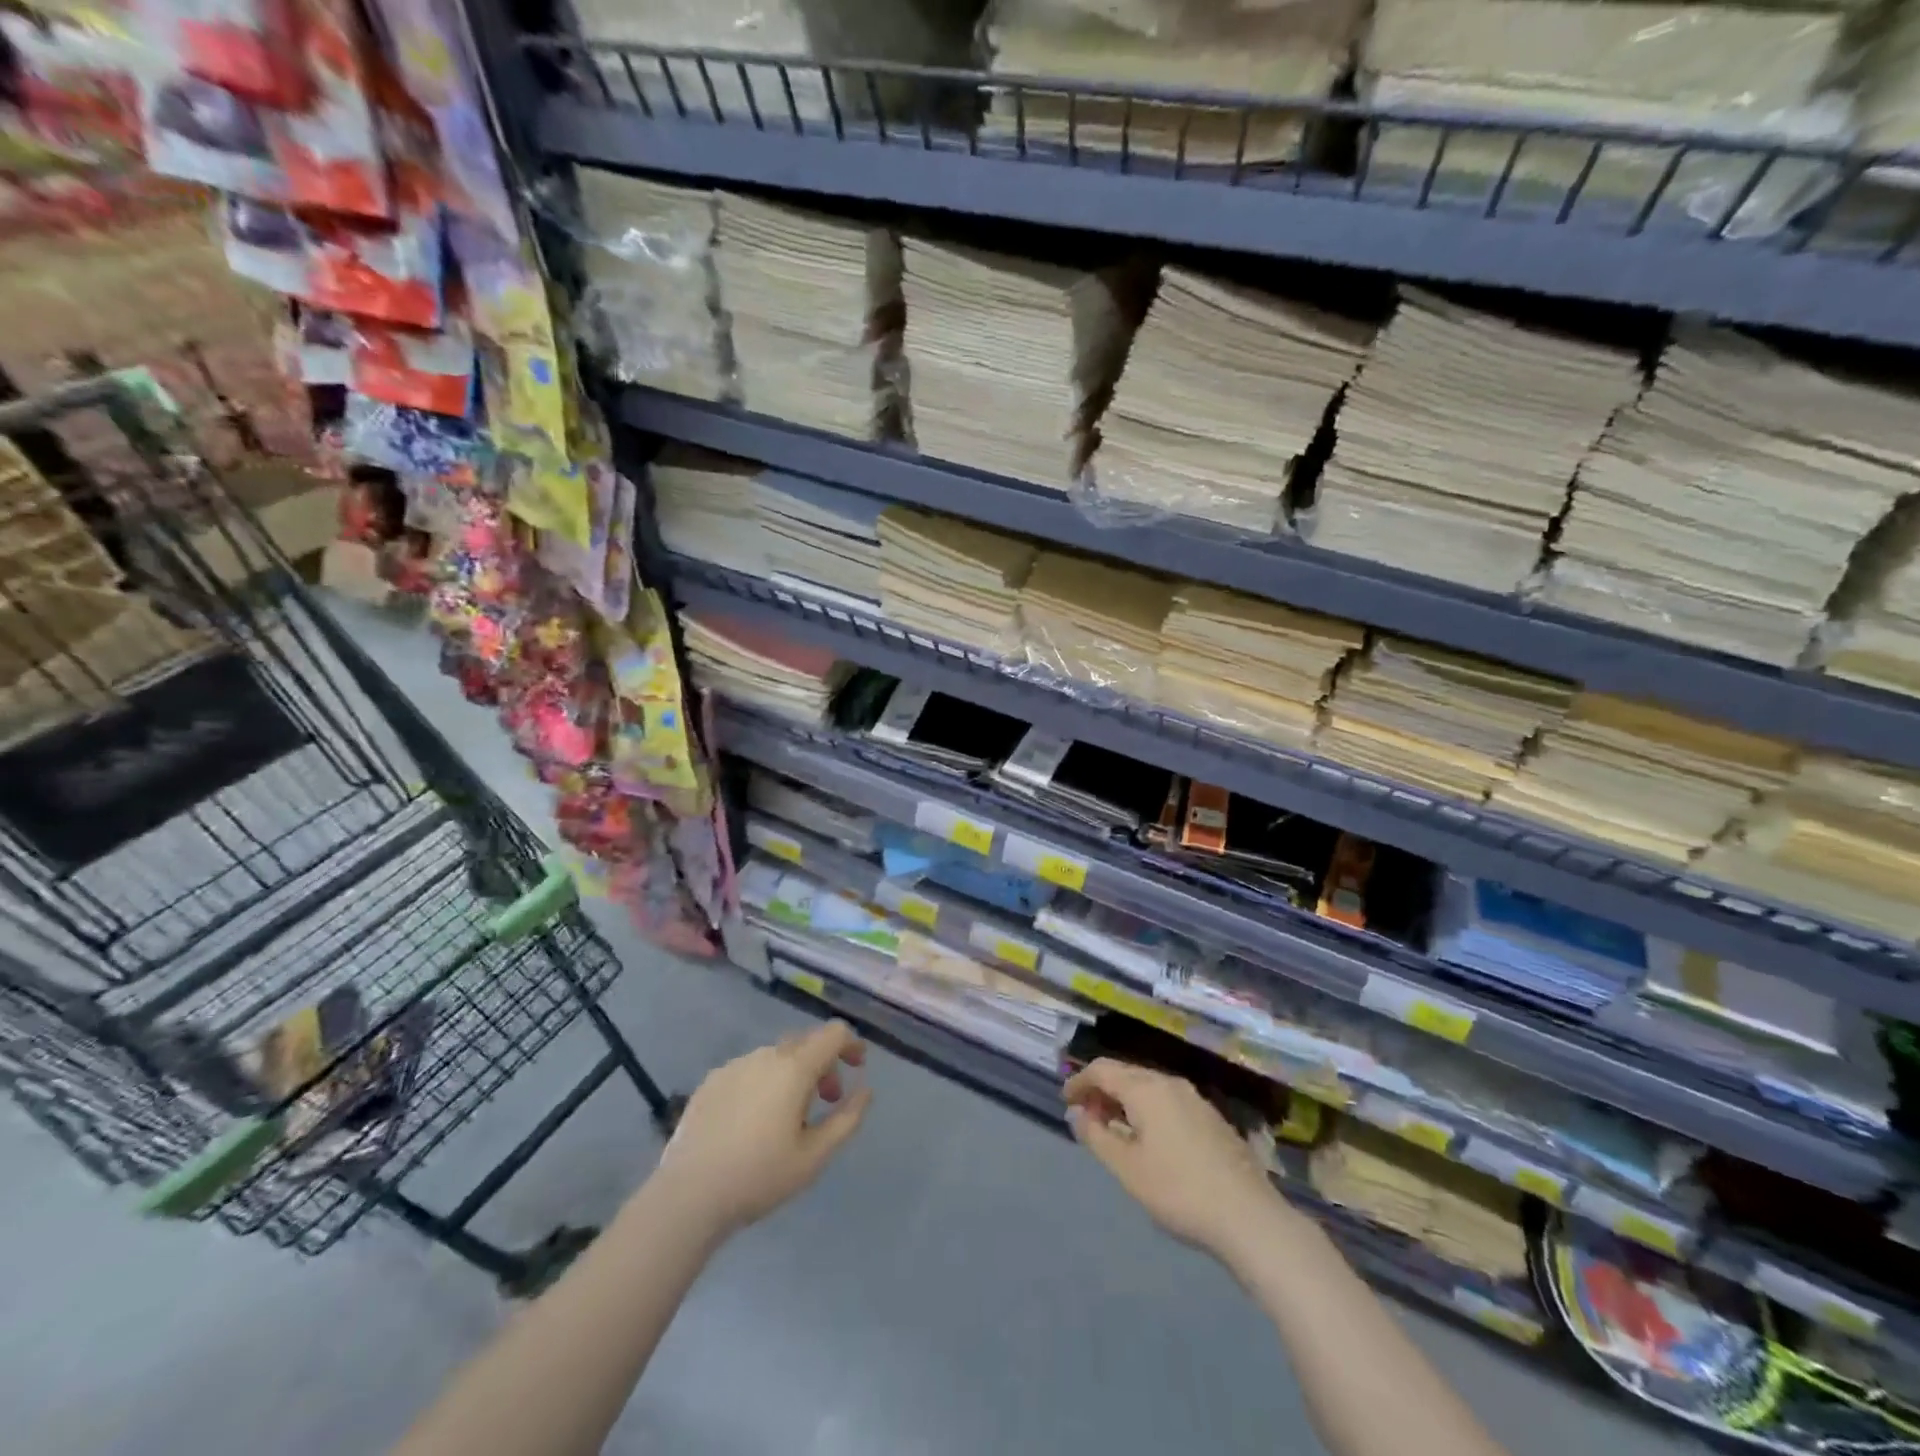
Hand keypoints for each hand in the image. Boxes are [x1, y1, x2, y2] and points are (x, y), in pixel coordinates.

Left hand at [652, 1022, 871, 1234]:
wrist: (688, 1196)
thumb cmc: (759, 1176)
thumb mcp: (816, 1156)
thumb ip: (848, 1118)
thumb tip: (865, 1090)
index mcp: (794, 1068)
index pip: (833, 1033)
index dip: (851, 1044)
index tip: (857, 1068)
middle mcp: (766, 1055)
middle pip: (805, 1042)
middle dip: (824, 1063)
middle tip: (827, 1100)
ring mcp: (735, 1065)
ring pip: (776, 1056)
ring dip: (793, 1074)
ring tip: (789, 1116)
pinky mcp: (711, 1081)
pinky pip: (749, 1070)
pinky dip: (764, 1082)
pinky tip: (753, 1121)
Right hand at [1065, 1059, 1288, 1268]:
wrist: (1249, 1217)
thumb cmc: (1178, 1190)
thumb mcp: (1127, 1168)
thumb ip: (1097, 1137)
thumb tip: (1078, 1114)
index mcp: (1146, 1088)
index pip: (1103, 1070)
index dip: (1080, 1081)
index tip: (1065, 1100)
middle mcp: (1170, 1083)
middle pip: (1126, 1074)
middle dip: (1102, 1090)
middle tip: (1086, 1115)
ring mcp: (1195, 1099)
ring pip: (1149, 1087)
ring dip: (1125, 1100)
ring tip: (1113, 1128)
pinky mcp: (1211, 1118)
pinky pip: (1168, 1101)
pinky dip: (1148, 1109)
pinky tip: (1149, 1138)